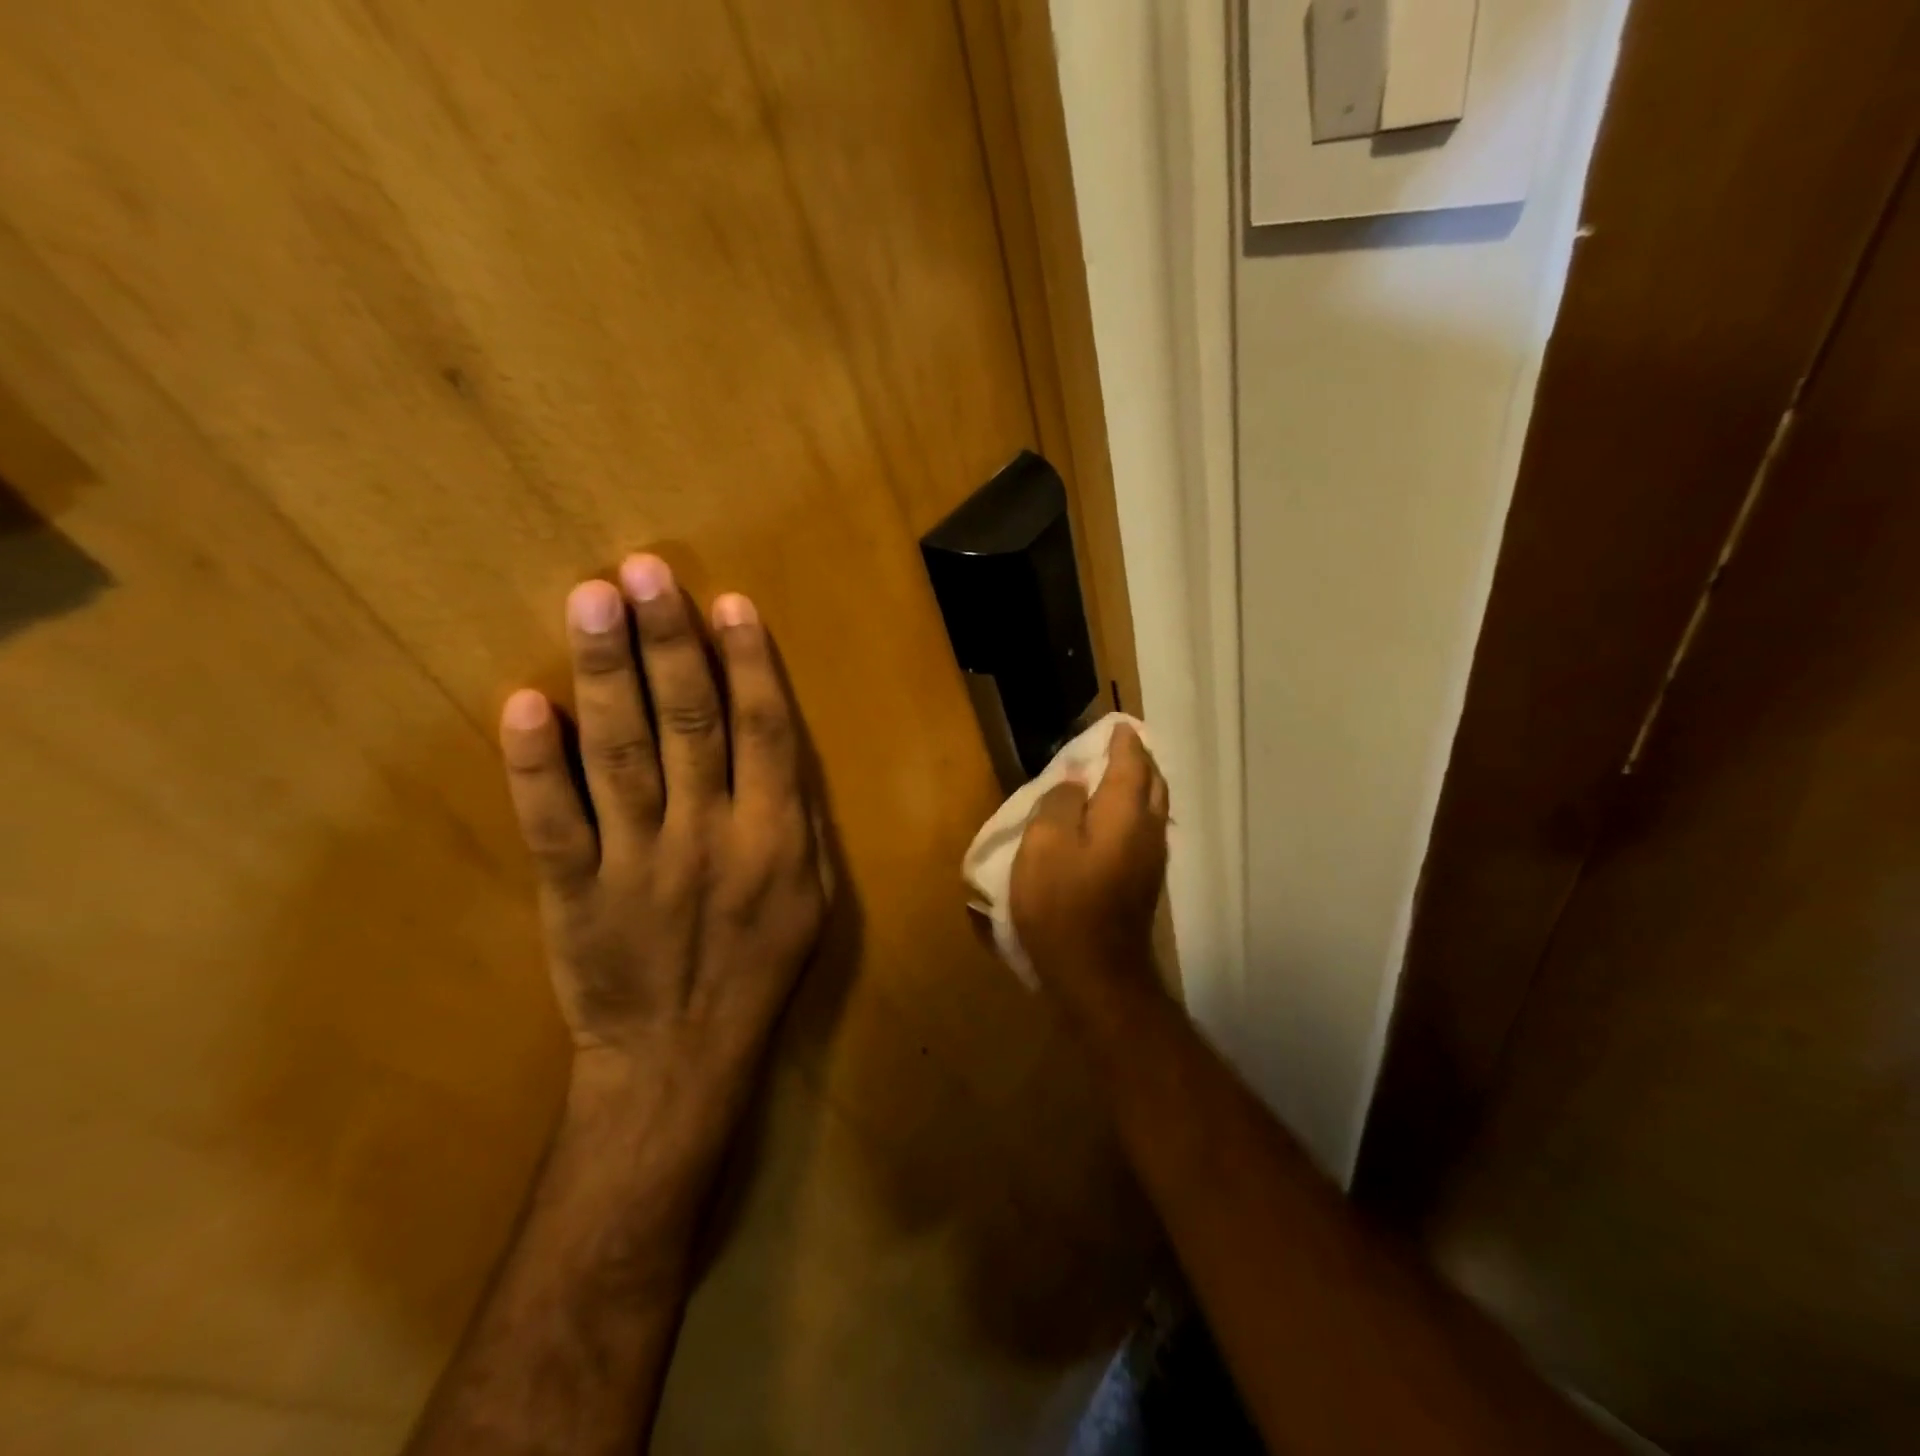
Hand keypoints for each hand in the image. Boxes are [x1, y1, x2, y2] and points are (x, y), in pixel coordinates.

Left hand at [498, 554, 827, 1124]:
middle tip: (646, 571)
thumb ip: (801, 822)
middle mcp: (709, 837)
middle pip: (689, 724)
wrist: (680, 1060)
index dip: (749, 664)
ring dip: (607, 674)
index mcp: (774, 838)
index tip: (728, 603)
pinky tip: (525, 705)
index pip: (765, 732)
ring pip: (620, 754)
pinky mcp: (574, 892)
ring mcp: (637, 862)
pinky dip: (536, 764)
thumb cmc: (759, 971)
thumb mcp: (815, 900)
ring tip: (593, 599)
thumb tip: (779, 748)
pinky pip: (553, 821)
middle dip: (669, 642)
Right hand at [1009, 724, 1168, 1016]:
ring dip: (1137, 786)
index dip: (1122, 740)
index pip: (1131, 762)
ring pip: (1152, 808)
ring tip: (1112, 777)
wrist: (1097, 974)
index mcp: (1125, 813)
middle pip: (1152, 783)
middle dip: (1138, 759)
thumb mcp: (1044, 845)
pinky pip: (1144, 831)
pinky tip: (1110, 821)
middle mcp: (1147, 830)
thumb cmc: (1063, 905)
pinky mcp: (1144, 883)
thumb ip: (1059, 803)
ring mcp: (1150, 859)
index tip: (1113, 724)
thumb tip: (1073, 782)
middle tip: (1115, 746)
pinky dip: (1132, 812)